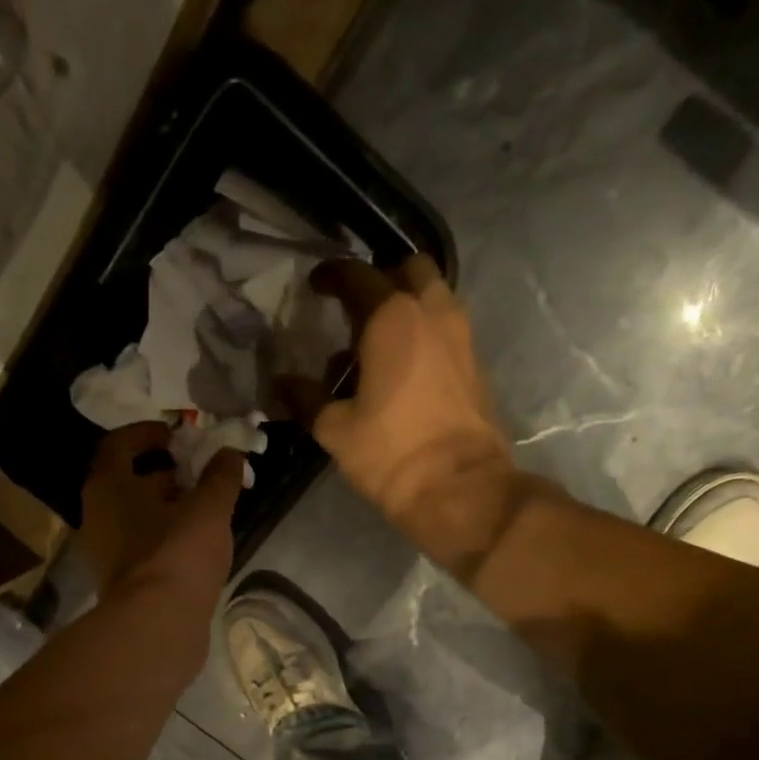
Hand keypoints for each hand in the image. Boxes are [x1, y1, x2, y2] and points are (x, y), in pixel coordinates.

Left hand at [79, 422, 241, 598]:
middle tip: (197, 474)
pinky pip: (142, 547)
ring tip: (203, 510)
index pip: (118, 445)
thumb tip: (230, 453)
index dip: (147, 434)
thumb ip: (221, 477)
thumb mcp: (209, 508)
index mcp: (108, 487)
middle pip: (127, 483)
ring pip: (135, 518)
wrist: (157, 625)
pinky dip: (165, 538)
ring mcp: (106, 553)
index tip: (175, 436)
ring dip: (166, 508)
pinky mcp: (122, 583)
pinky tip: (195, 545)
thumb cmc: (178, 553)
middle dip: (162, 474)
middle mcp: (97, 516)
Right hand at [309, 256, 521, 573]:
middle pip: (409, 270)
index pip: (357, 276)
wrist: (460, 489)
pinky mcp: (476, 365)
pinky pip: (447, 331)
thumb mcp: (336, 430)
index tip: (316, 285)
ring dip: (408, 308)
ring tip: (380, 347)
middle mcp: (432, 312)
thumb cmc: (392, 454)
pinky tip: (405, 372)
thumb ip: (307, 399)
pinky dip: (426, 335)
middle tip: (358, 314)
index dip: (331, 276)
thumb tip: (281, 384)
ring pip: (434, 298)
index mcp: (392, 317)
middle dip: (383, 280)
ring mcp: (461, 336)